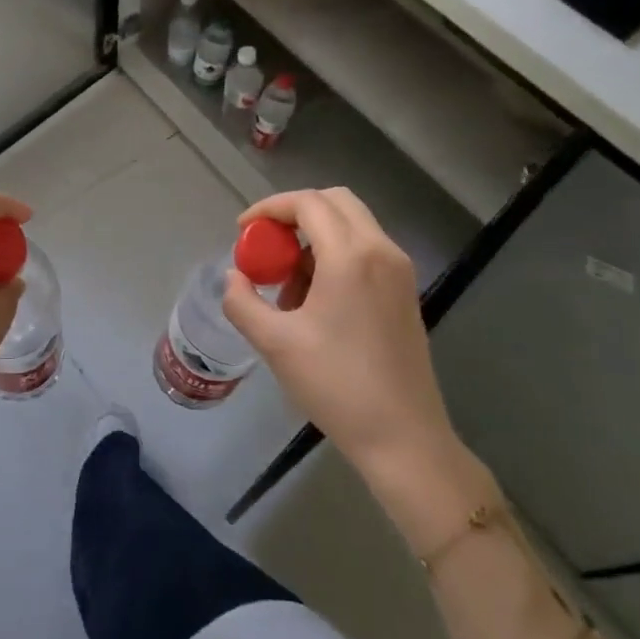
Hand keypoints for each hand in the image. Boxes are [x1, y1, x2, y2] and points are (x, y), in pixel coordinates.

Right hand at [221, 188, 490, 547]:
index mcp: (350, 256)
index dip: (269, 208)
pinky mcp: (405, 292)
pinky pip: (365, 251)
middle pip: (336, 202)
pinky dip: (335, 256)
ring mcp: (399, 271)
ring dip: (315, 237)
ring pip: (353, 225)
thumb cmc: (335, 385)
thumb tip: (234, 277)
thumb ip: (242, 301)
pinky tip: (315, 301)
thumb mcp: (274, 343)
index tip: (243, 230)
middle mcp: (381, 251)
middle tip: (267, 243)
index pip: (308, 203)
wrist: (403, 436)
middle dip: (295, 213)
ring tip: (287, 284)